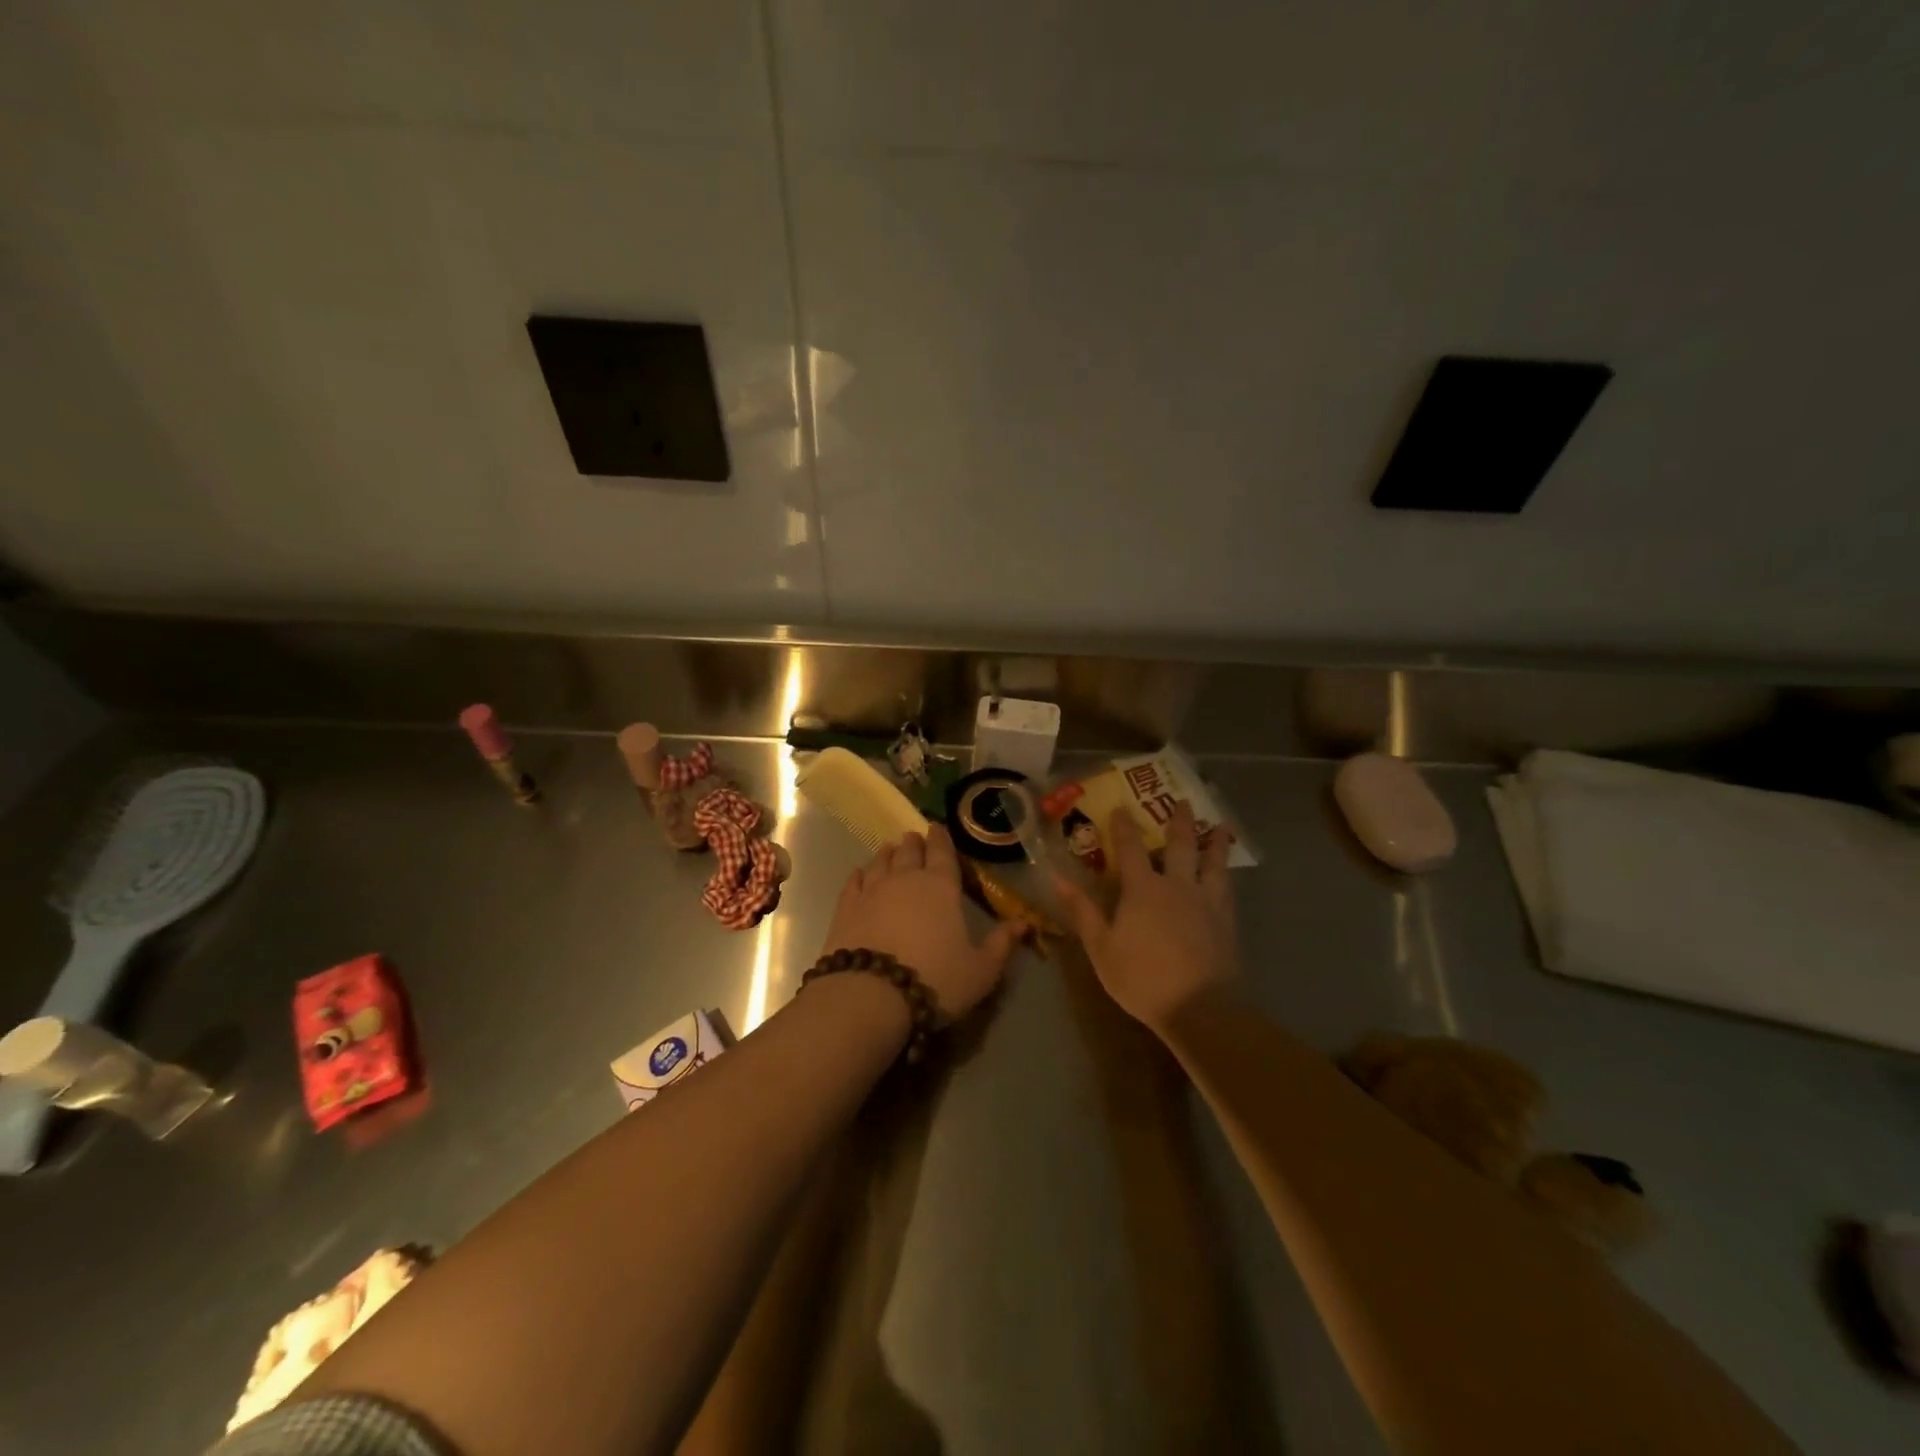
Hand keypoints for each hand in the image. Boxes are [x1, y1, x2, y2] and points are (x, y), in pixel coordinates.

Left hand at [821, 825, 1024, 1018]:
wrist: (870, 995)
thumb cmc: (935, 980)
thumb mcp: (981, 970)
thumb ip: (1002, 944)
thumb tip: (1025, 923)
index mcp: (942, 887)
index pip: (943, 852)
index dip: (941, 839)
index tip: (938, 828)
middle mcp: (906, 879)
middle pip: (910, 851)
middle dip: (915, 842)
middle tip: (915, 837)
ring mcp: (872, 890)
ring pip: (881, 861)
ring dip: (888, 853)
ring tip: (891, 848)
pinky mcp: (845, 907)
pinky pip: (854, 882)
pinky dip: (859, 874)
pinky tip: (860, 873)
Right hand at [1054, 801, 1238, 1030]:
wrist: (1200, 1008)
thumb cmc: (1143, 978)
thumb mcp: (1102, 948)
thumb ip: (1083, 911)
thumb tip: (1058, 878)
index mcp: (1143, 889)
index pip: (1131, 848)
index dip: (1124, 826)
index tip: (1121, 807)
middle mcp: (1177, 885)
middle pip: (1180, 845)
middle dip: (1179, 821)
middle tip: (1183, 801)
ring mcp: (1206, 902)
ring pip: (1213, 862)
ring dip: (1215, 842)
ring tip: (1221, 827)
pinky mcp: (1227, 921)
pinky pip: (1227, 887)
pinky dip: (1226, 872)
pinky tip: (1227, 873)